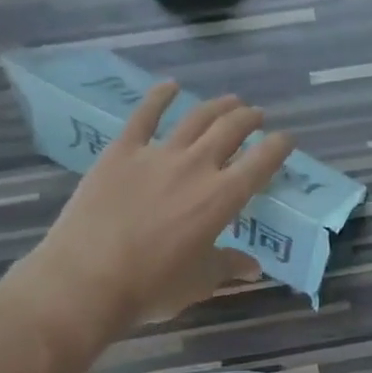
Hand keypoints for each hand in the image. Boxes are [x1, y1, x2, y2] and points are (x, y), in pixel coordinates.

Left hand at [3, 82, 294, 357]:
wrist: (84, 280)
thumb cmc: (151, 286)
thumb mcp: (200, 281)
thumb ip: (229, 266)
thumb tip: (253, 268)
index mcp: (223, 198)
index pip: (262, 162)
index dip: (279, 146)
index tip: (287, 139)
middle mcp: (196, 167)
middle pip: (231, 130)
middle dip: (250, 119)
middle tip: (257, 117)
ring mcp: (157, 154)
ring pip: (196, 118)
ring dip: (218, 106)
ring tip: (230, 101)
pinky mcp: (121, 152)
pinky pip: (143, 116)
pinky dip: (159, 97)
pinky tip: (170, 86)